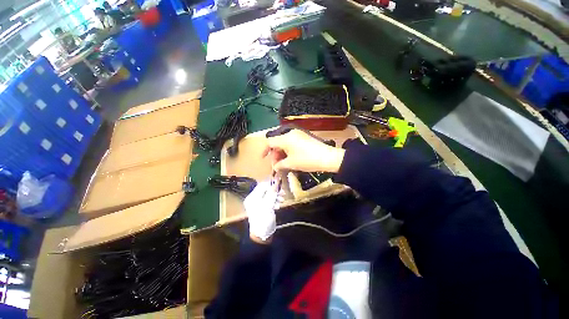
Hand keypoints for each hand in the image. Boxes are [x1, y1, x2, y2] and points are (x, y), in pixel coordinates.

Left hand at [243, 180, 277, 242]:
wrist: (262, 234)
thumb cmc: (263, 218)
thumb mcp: (268, 204)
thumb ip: (272, 192)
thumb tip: (276, 180)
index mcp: (253, 197)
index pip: (262, 186)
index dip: (271, 184)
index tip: (280, 186)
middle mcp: (254, 199)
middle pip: (266, 190)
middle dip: (275, 192)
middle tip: (283, 193)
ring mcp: (258, 204)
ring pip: (269, 196)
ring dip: (276, 197)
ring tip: (282, 200)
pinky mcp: (263, 208)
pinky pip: (269, 201)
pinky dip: (274, 202)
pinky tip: (278, 206)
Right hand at [262, 129, 345, 172]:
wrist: (328, 157)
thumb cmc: (307, 160)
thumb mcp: (291, 164)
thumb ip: (280, 164)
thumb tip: (275, 166)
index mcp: (285, 138)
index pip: (269, 142)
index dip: (264, 150)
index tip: (263, 159)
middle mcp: (290, 133)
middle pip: (277, 142)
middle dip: (274, 154)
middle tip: (277, 165)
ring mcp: (298, 134)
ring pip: (284, 143)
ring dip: (281, 153)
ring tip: (284, 163)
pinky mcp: (303, 137)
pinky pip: (291, 142)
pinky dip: (288, 150)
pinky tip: (291, 158)